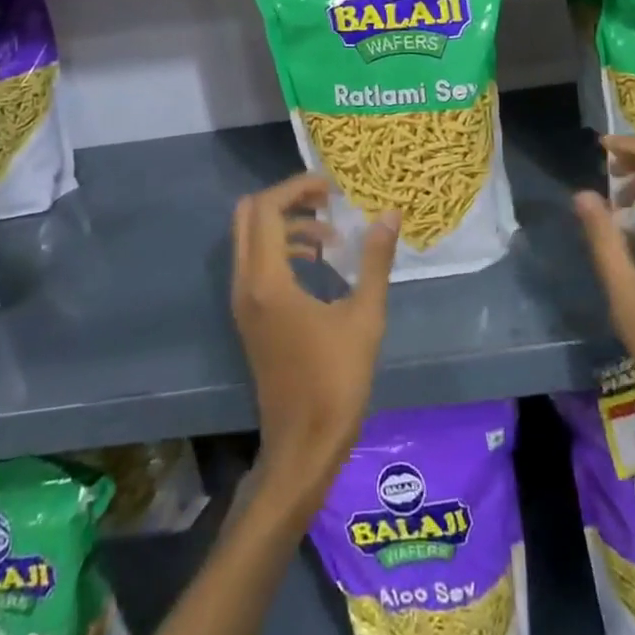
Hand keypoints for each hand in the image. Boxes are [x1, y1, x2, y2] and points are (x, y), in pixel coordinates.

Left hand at [231, 174, 399, 510]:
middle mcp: (245, 285)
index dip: (296, 188)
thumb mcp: (365, 317)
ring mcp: (243, 303)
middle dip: (286, 200)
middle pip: (247, 216)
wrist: (303, 446)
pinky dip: (281, 248)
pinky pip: (255, 263)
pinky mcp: (249, 317)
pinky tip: (318, 263)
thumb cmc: (336, 381)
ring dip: (286, 225)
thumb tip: (390, 214)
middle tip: (327, 201)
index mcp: (268, 281)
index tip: (332, 188)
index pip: (265, 209)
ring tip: (331, 236)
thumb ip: (375, 261)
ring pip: (250, 239)